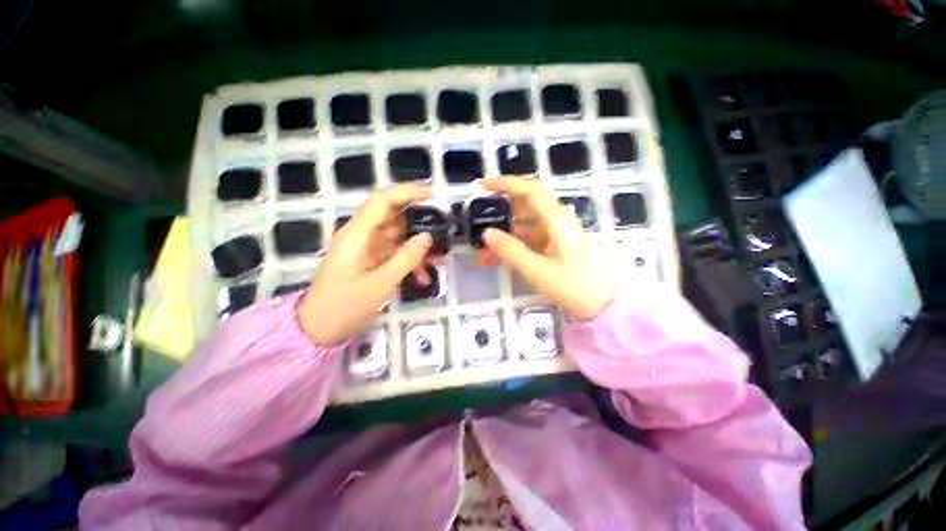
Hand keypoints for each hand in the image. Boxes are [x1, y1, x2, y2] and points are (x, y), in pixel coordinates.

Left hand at [298, 184, 433, 345]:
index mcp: (357, 234)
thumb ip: (405, 258)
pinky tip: (423, 277)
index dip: (408, 192)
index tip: (433, 194)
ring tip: (438, 258)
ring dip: (417, 245)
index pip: (383, 201)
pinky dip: (409, 261)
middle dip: (418, 222)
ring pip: (397, 236)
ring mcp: (366, 248)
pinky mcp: (371, 260)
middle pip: (393, 216)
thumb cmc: (344, 306)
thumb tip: (428, 236)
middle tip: (442, 231)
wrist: (318, 329)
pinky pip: (394, 253)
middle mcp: (361, 235)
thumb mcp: (380, 284)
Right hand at [477, 177, 615, 320]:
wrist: (603, 304)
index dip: (506, 183)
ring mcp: (556, 233)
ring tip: (484, 251)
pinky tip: (500, 256)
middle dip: (500, 213)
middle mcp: (557, 221)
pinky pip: (530, 237)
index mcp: (557, 221)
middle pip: (525, 205)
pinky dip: (513, 243)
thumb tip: (487, 233)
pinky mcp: (555, 244)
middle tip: (479, 224)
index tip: (484, 186)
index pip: (531, 190)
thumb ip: (511, 251)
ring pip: (525, 223)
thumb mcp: (539, 271)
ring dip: (504, 233)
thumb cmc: (574, 287)